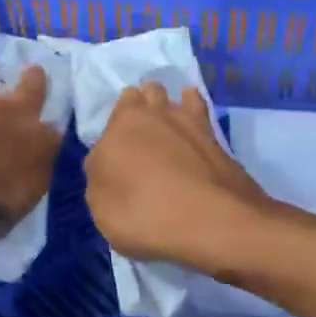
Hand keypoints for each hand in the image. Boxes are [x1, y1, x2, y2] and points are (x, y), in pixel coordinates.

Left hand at [0, 49, 61, 238]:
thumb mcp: (15, 207)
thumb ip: (26, 187)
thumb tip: (29, 178)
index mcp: (36, 140)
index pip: (55, 134)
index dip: (52, 136)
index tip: (50, 139)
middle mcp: (10, 111)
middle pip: (32, 84)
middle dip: (34, 78)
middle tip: (33, 71)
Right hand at [84, 83, 272, 268]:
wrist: (212, 220)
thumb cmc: (145, 215)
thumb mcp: (102, 208)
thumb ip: (101, 178)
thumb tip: (107, 164)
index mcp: (119, 127)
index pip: (112, 116)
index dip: (115, 131)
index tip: (117, 149)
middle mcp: (151, 114)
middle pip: (141, 96)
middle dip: (139, 105)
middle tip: (140, 130)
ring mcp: (186, 120)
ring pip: (169, 96)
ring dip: (164, 101)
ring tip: (163, 116)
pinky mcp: (214, 133)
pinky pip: (198, 106)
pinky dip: (192, 103)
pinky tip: (192, 108)